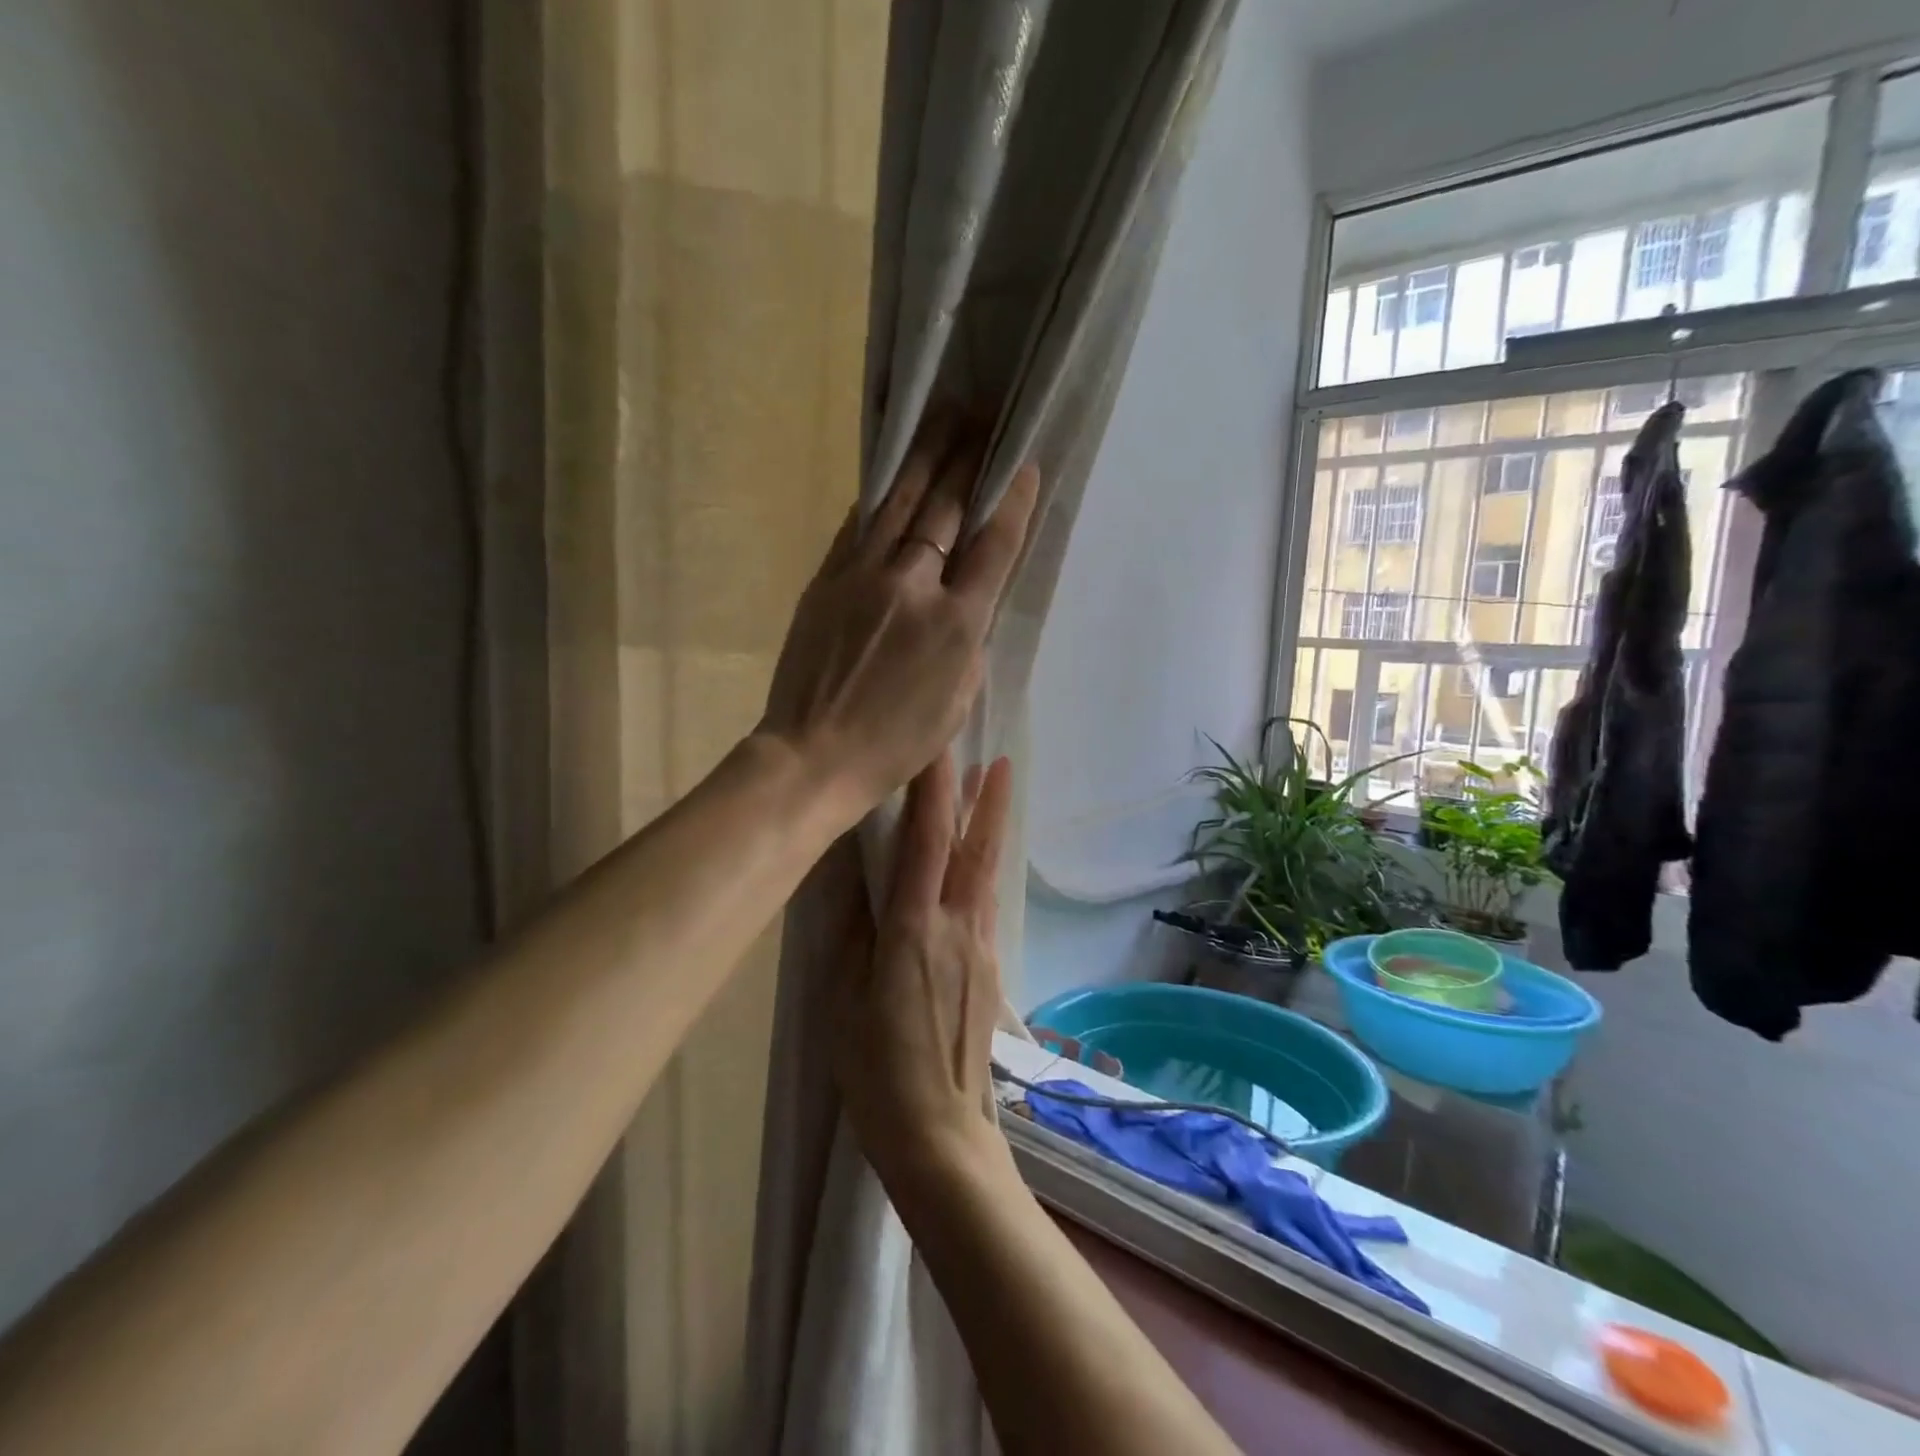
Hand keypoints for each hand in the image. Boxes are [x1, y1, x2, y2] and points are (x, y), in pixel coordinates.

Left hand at [761, 417, 1039, 821]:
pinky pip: (856, 527)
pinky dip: (877, 499)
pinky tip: (889, 476)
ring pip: (898, 504)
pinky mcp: (825, 581)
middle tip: (981, 415)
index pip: (993, 547)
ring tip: (941, 419)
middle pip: (945, 510)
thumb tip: (964, 605)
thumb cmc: (896, 745)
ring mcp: (863, 578)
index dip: (1012, 502)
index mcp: (956, 625)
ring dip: (923, 458)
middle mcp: (913, 587)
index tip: (1022, 465)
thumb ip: (968, 645)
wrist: (814, 755)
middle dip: (966, 459)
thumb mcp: (956, 704)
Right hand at [833, 754, 1014, 1180]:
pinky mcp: (990, 968)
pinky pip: (984, 901)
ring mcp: (980, 948)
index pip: (927, 842)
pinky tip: (976, 863)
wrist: (940, 1133)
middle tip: (995, 758)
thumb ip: (850, 928)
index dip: (934, 790)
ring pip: (986, 872)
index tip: (938, 748)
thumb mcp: (843, 997)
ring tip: (994, 791)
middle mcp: (956, 928)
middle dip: (985, 799)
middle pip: (974, 849)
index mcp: (914, 929)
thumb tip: (850, 869)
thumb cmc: (877, 1068)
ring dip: (990, 827)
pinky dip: (983, 867)